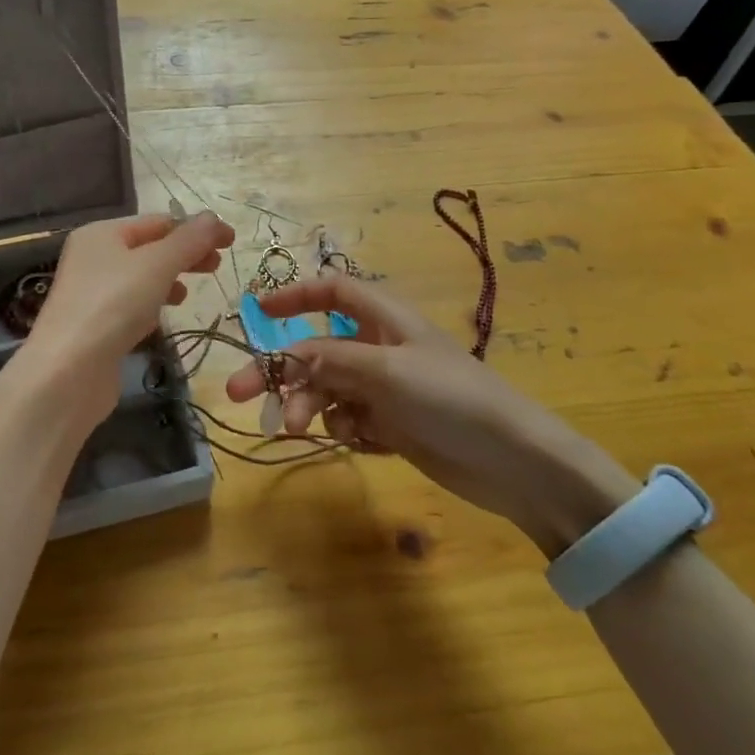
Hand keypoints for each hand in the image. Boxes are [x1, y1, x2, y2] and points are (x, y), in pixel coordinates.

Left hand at [24, 212, 235, 432]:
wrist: (67, 374)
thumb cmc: (113, 306)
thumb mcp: (157, 265)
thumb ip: (189, 241)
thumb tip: (216, 217)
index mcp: (102, 233)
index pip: (158, 221)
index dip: (196, 228)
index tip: (231, 242)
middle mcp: (93, 257)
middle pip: (149, 248)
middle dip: (185, 254)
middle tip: (218, 266)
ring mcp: (92, 293)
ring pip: (141, 278)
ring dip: (170, 280)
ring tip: (191, 294)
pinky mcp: (95, 326)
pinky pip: (131, 305)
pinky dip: (152, 305)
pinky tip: (164, 317)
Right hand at [226, 275, 638, 556]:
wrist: (515, 463)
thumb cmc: (451, 398)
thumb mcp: (385, 370)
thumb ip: (330, 359)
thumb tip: (285, 357)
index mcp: (384, 318)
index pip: (331, 291)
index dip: (294, 295)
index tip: (256, 312)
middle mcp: (380, 347)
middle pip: (316, 348)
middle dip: (282, 370)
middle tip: (239, 395)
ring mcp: (385, 388)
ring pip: (327, 388)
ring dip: (310, 405)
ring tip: (301, 430)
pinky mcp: (392, 425)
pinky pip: (348, 419)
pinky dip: (345, 429)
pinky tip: (362, 442)